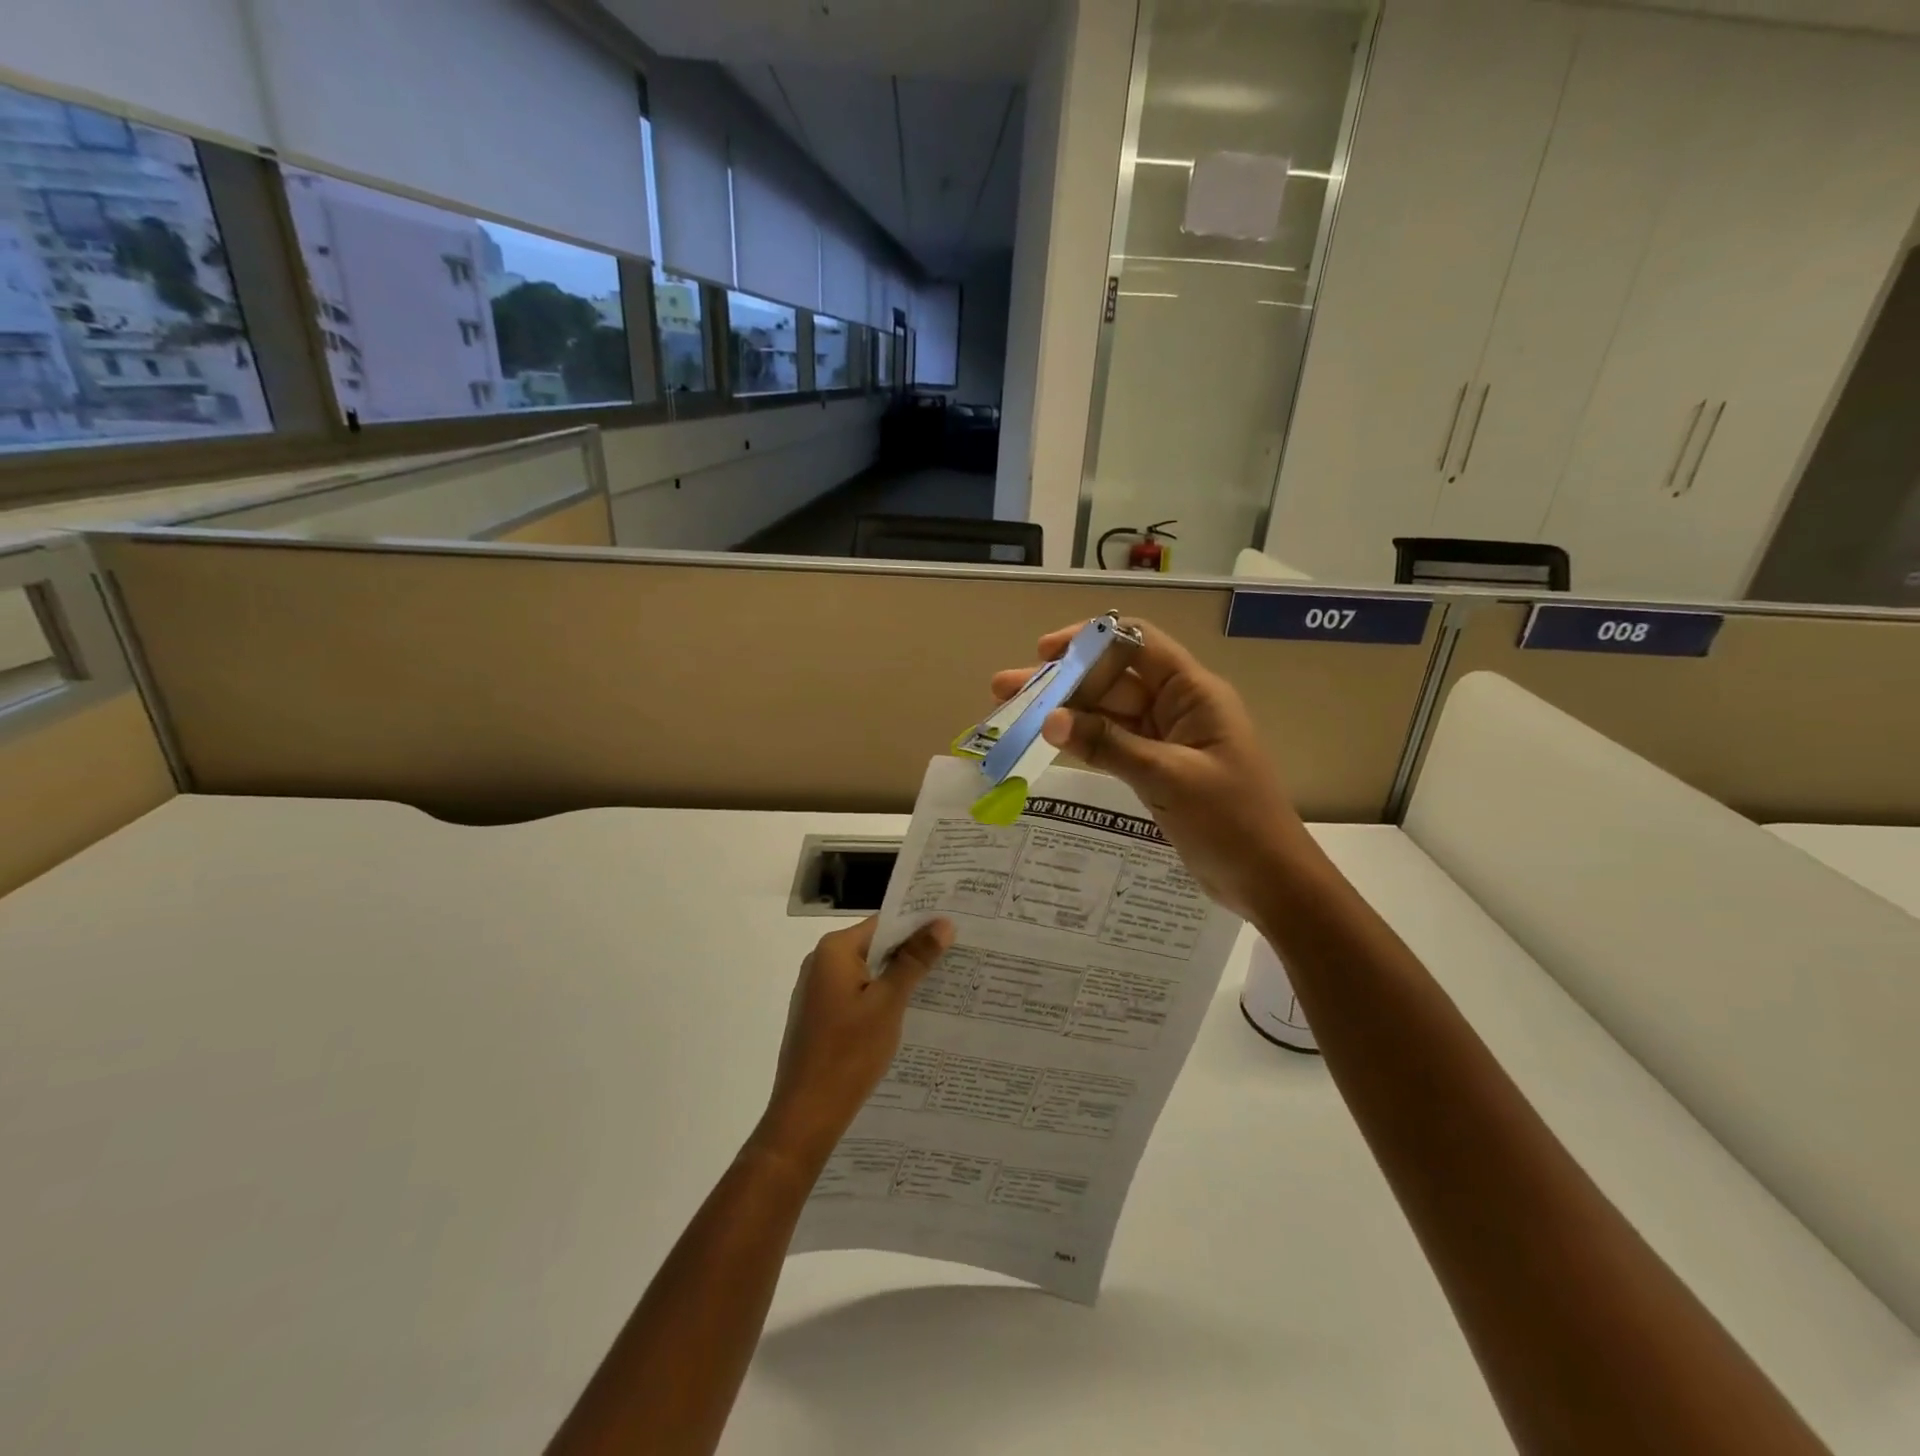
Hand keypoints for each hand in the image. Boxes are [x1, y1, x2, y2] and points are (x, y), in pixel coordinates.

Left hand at [754, 916, 954, 1167]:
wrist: (805, 1116)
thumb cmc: (848, 1053)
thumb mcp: (888, 1003)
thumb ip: (914, 961)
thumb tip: (942, 923)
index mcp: (834, 950)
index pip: (884, 923)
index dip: (919, 925)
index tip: (953, 929)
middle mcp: (821, 962)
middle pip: (875, 945)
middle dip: (912, 952)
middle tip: (955, 955)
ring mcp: (817, 990)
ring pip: (867, 971)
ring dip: (898, 977)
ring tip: (941, 982)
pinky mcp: (819, 1015)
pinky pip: (857, 993)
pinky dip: (880, 997)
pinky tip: (907, 1012)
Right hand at [991, 620, 1307, 918]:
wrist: (1269, 880)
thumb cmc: (1231, 821)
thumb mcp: (1167, 778)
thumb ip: (1107, 745)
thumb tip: (1049, 720)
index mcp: (1193, 693)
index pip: (1136, 643)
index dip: (1089, 640)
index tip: (1044, 655)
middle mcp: (1178, 706)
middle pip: (1112, 678)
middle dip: (1061, 681)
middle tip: (1005, 690)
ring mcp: (1166, 739)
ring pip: (1107, 712)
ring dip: (1064, 711)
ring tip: (1011, 713)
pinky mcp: (1157, 768)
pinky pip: (1113, 743)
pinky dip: (1081, 741)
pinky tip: (1046, 741)